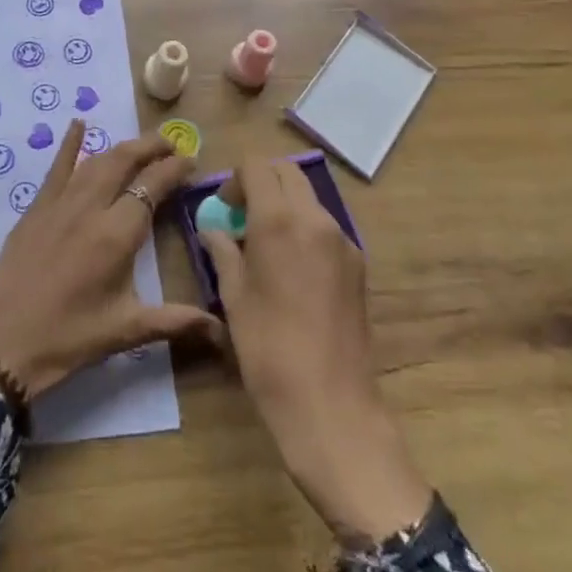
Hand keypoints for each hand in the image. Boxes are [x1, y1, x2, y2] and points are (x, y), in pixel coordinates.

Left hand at [0, 119, 216, 397]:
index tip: (191, 161)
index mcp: (117, 234)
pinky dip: (69, 144)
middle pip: (124, 161)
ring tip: (141, 145)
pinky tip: (78, 124)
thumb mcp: (127, 331)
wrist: (3, 343)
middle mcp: (90, 207)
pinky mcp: (36, 208)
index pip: (152, 186)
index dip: (174, 169)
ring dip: (121, 148)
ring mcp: (60, 203)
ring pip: (96, 161)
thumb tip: (223, 331)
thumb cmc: (69, 338)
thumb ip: (177, 322)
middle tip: (171, 144)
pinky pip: (57, 167)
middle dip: (150, 147)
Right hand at [199, 157, 432, 546]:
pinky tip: (292, 271)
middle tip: (241, 218)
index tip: (224, 210)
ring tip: (265, 247)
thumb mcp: (234, 297)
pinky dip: (304, 229)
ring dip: (284, 205)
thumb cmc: (269, 349)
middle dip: (261, 183)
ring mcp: (343, 240)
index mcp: (279, 220)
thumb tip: (213, 229)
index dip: (235, 180)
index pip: (257, 166)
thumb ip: (223, 251)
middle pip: (287, 173)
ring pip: (308, 198)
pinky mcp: (358, 264)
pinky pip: (325, 227)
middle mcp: (315, 219)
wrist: (331, 406)